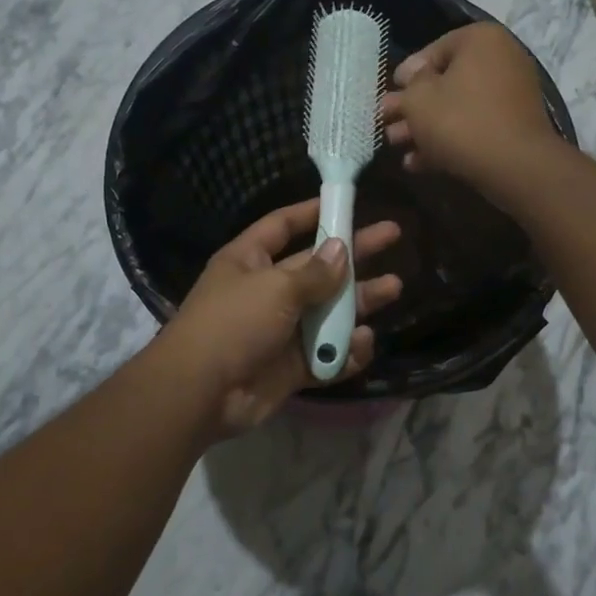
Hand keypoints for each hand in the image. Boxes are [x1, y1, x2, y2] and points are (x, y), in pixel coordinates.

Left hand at [166, 198, 402, 436]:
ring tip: (393, 288)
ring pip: (329, 311)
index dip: (312, 212)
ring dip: (360, 301)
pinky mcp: (292, 366)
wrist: (202, 393)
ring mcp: (282, 330)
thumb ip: (315, 272)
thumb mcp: (275, 287)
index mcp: (251, 261)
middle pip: (318, 267)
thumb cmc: (233, 323)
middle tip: (393, 235)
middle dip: (355, 253)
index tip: (346, 202)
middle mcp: (268, 291)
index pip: (283, 226)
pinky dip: (346, 351)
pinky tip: (362, 342)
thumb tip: (342, 249)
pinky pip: (327, 354)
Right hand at [380, 24, 559, 195]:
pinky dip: (449, 140)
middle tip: (386, 124)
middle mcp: (502, 59)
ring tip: (396, 146)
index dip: (406, 74)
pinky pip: (475, 126)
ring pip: (458, 108)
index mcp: (481, 40)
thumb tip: (408, 77)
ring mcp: (512, 95)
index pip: (434, 50)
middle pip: (445, 82)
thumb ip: (407, 87)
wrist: (514, 166)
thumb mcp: (419, 100)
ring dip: (425, 127)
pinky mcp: (515, 127)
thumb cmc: (460, 121)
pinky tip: (418, 163)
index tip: (390, 94)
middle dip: (413, 107)